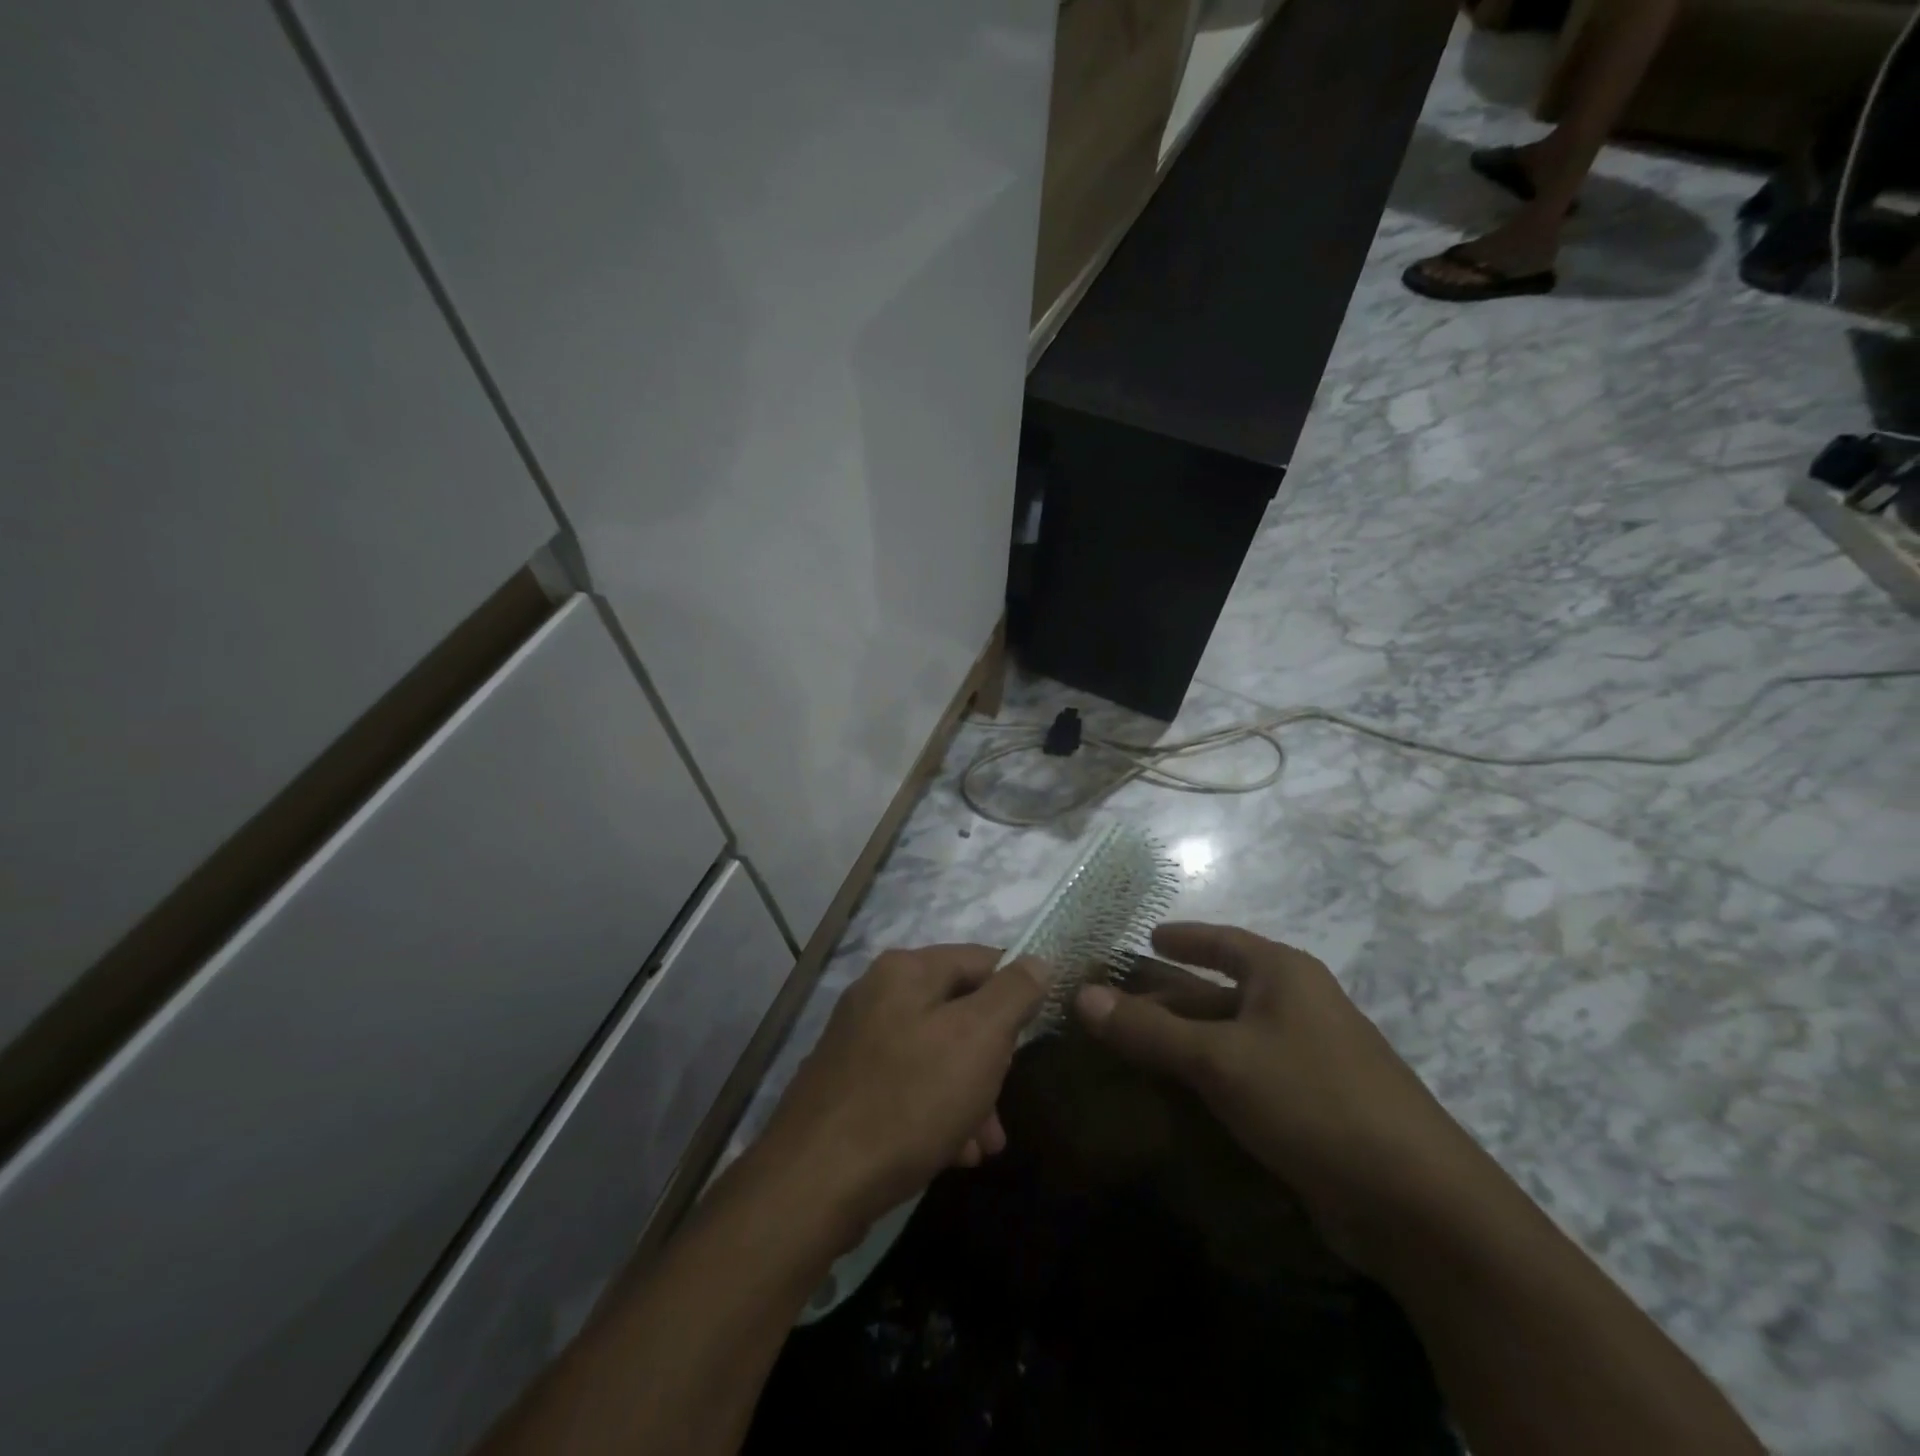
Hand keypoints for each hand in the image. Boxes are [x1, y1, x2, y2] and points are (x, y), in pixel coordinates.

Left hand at [756, 945, 1045, 1242]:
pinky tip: (953, 1154)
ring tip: (986, 1146)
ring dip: (969, 1094)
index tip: (1037, 1034)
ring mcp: (859, 1040)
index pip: (981, 959)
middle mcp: (878, 993)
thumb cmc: (909, 1100)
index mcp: (906, 970)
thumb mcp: (978, 1039)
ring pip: (936, 1054)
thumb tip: (1038, 960)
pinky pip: (908, 1085)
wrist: (813, 1182)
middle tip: (1006, 1101)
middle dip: (992, 1058)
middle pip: (959, 1011)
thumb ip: (1013, 994)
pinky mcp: (848, 1084)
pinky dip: (936, 1112)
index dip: (1017, 991)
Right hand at [1075, 922, 1485, 1253]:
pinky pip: (1243, 1076)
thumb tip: (1081, 995)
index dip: (1184, 936)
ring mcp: (1307, 1059)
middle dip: (1168, 995)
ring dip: (1182, 1039)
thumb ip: (1148, 1029)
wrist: (1417, 1205)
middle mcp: (1297, 1007)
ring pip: (1229, 1036)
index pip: (1223, 941)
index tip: (1146, 935)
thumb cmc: (1313, 1099)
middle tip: (1115, 998)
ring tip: (1129, 1043)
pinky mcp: (1309, 1108)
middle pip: (1219, 990)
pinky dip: (1205, 1076)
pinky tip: (1173, 1092)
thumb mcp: (1219, 1059)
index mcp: (1284, 975)